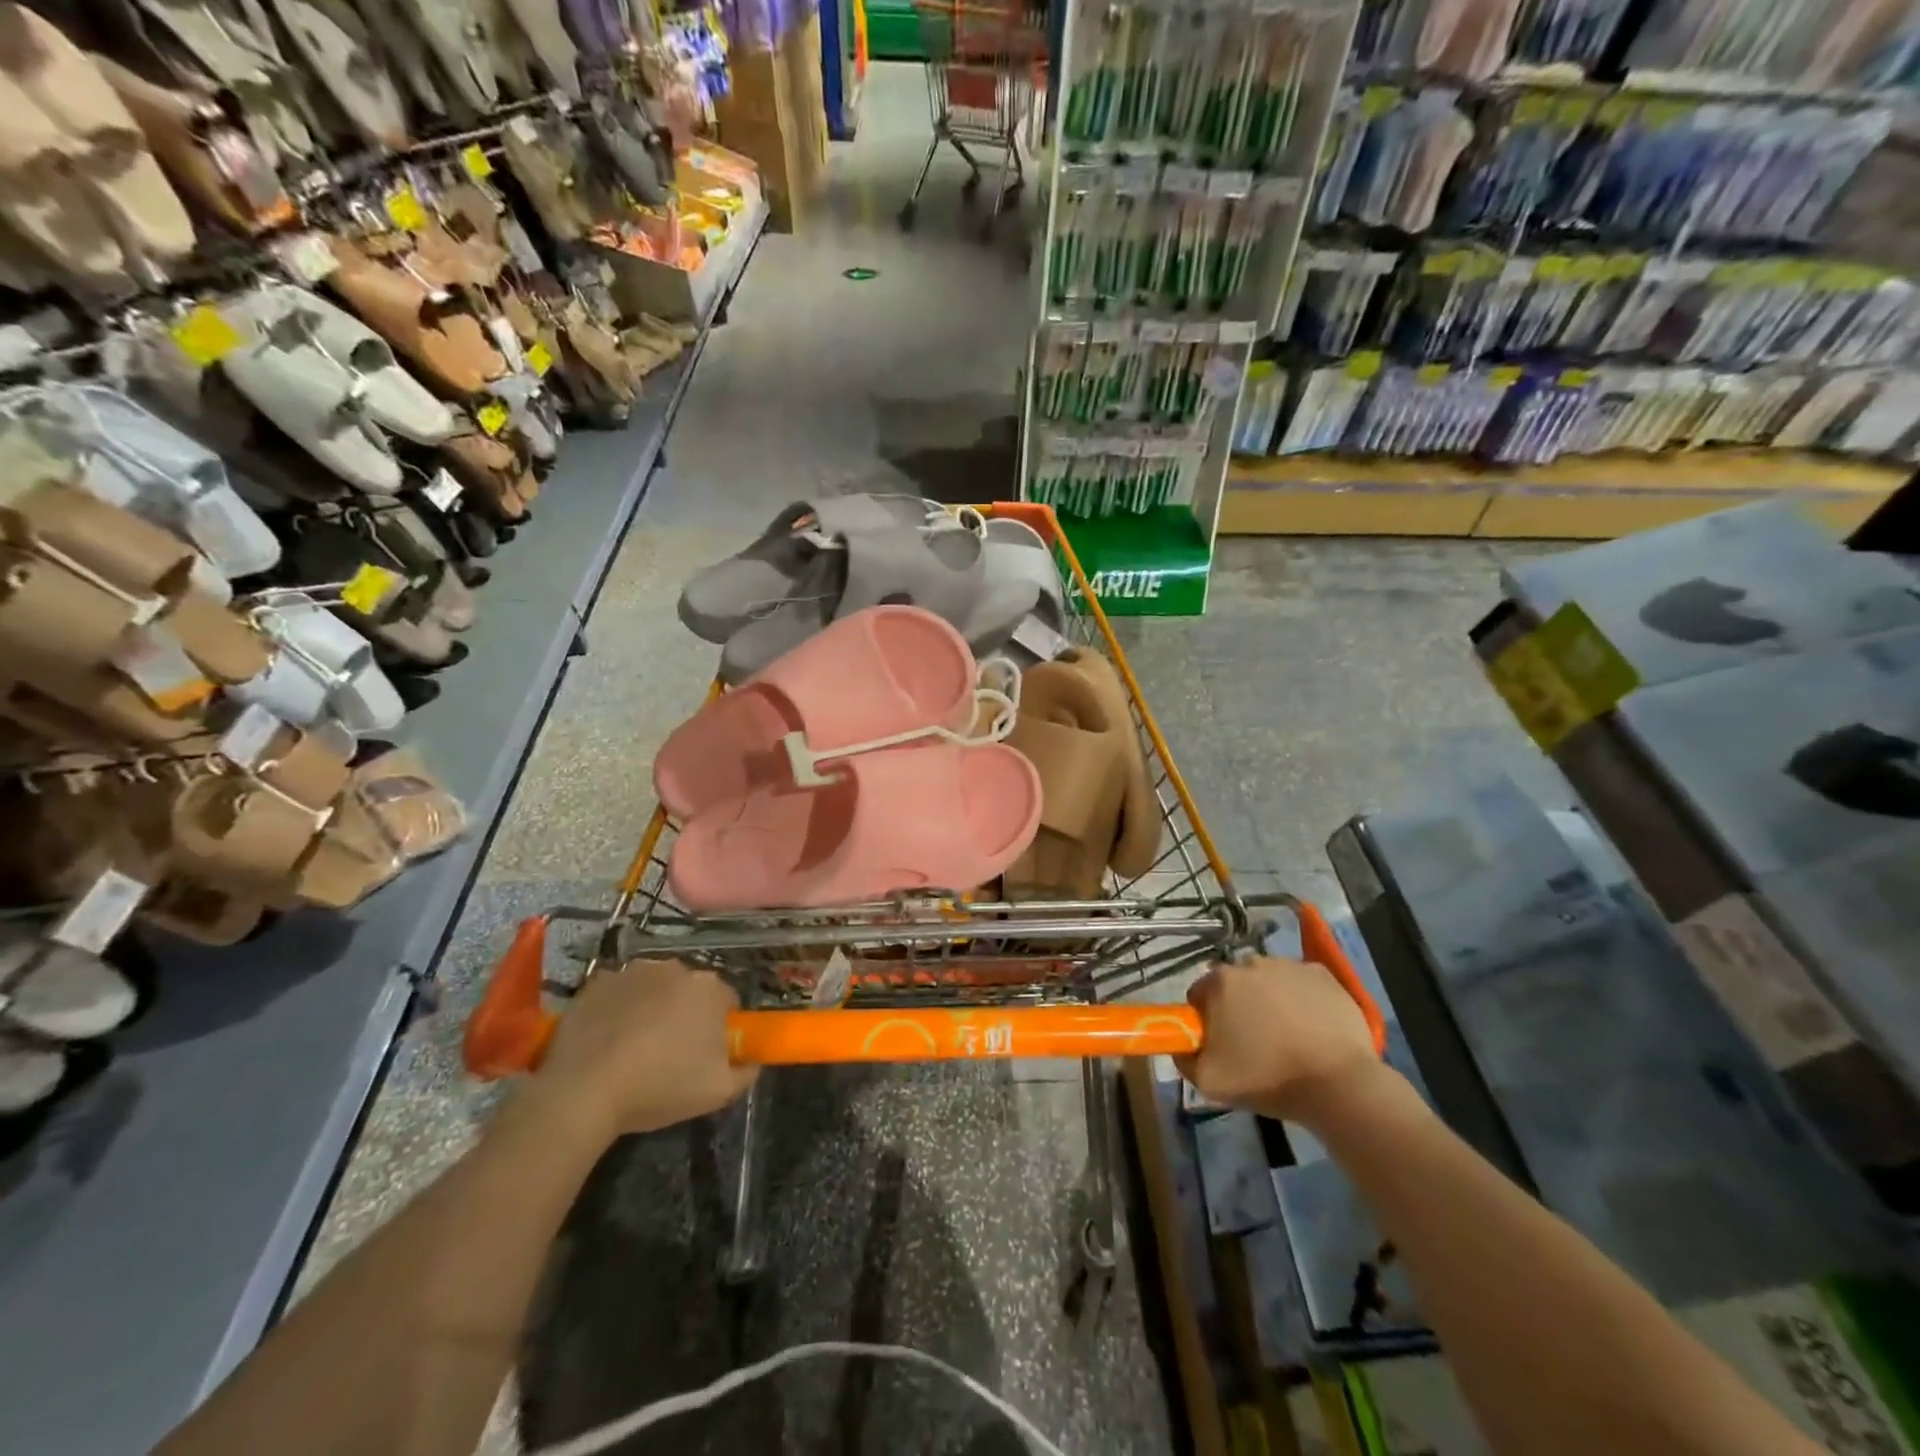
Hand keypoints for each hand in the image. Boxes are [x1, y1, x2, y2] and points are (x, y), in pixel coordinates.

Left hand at [528, 959, 756, 1140]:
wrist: (582, 1093)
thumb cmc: (659, 1088)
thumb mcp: (718, 1092)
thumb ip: (746, 1072)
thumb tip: (751, 1061)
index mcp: (710, 989)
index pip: (727, 1002)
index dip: (719, 1028)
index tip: (706, 1054)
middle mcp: (676, 968)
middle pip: (690, 990)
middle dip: (686, 1013)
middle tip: (671, 1053)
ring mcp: (633, 971)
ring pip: (654, 988)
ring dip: (652, 1008)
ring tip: (634, 1048)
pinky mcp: (597, 982)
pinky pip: (618, 993)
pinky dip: (618, 1009)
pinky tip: (607, 1041)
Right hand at [1175, 955, 1384, 1127]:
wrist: (1338, 1085)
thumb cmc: (1268, 1080)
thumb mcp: (1208, 1082)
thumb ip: (1185, 1058)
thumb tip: (1183, 1045)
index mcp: (1219, 982)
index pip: (1199, 995)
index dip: (1206, 1020)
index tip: (1220, 1044)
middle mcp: (1251, 963)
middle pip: (1235, 984)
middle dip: (1238, 1007)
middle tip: (1253, 1043)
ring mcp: (1289, 966)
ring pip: (1268, 981)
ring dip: (1269, 1000)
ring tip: (1287, 1037)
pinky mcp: (1323, 975)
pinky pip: (1301, 983)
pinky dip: (1301, 999)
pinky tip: (1311, 1027)